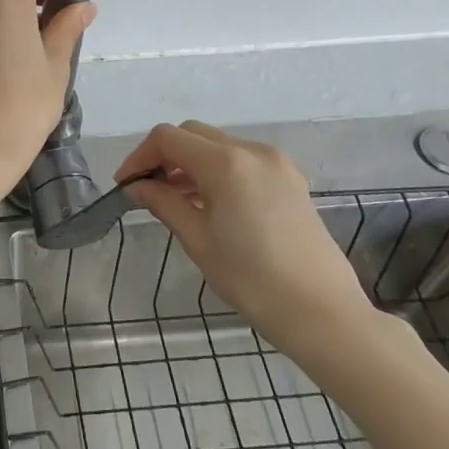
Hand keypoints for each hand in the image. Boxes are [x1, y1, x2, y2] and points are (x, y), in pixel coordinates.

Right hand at [117, 122, 376, 356]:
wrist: (323, 313)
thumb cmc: (253, 279)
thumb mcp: (198, 240)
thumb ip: (163, 203)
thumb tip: (136, 187)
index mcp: (227, 162)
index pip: (168, 139)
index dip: (140, 156)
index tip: (125, 185)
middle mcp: (253, 151)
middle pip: (193, 134)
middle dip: (164, 155)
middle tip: (146, 190)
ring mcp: (276, 163)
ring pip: (218, 145)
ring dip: (190, 162)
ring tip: (173, 199)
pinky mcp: (290, 180)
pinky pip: (242, 160)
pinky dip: (217, 171)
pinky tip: (208, 203)